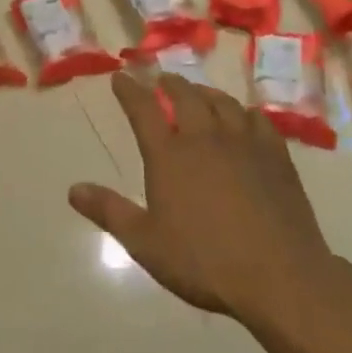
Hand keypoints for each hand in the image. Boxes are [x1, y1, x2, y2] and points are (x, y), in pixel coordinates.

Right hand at [69, 73, 338, 323]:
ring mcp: (243, 142)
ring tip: (198, 93)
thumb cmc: (204, 261)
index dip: (129, 90)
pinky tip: (244, 118)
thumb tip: (73, 189)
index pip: (143, 109)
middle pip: (184, 95)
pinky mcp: (275, 154)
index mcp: (169, 155)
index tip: (120, 76)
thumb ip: (109, 212)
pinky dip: (244, 112)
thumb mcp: (145, 243)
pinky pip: (258, 119)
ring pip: (221, 101)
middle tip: (161, 80)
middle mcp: (204, 136)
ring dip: (205, 92)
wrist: (278, 276)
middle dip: (168, 83)